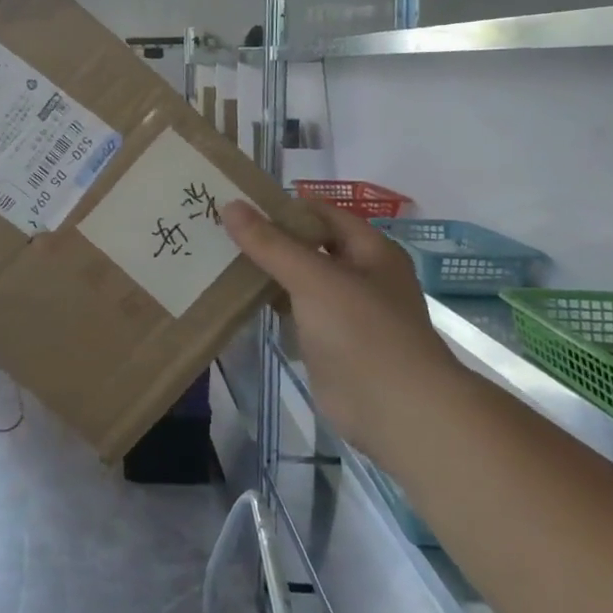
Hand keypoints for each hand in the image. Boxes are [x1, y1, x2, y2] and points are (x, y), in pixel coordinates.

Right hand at [221, 199, 458, 450]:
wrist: (395, 409)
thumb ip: (270, 243)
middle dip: (268, 239)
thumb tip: (231, 206)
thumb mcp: (313, 277)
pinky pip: (294, 312)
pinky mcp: (327, 342)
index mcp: (370, 251)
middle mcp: (359, 276)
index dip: (282, 206)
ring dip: (265, 272)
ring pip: (298, 281)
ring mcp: (344, 312)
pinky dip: (269, 304)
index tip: (237, 203)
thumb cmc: (362, 331)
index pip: (321, 213)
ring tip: (217, 258)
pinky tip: (235, 298)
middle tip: (218, 229)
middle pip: (308, 246)